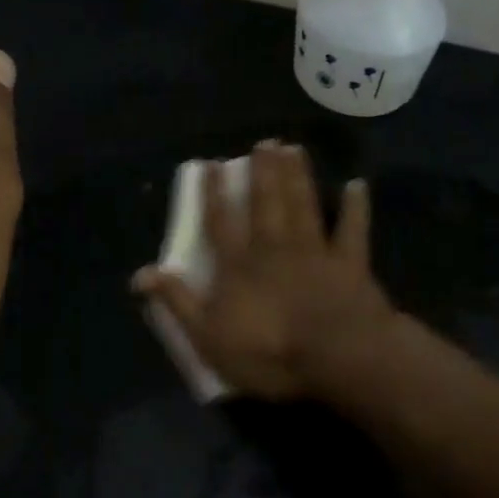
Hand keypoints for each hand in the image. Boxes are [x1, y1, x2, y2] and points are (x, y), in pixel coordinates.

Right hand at [134, 142, 397, 399]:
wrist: (335, 356)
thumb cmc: (269, 351)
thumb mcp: (208, 337)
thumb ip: (177, 302)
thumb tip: (140, 274)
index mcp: (239, 265)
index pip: (220, 221)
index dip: (213, 192)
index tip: (211, 162)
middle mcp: (274, 247)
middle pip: (266, 202)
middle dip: (262, 171)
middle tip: (264, 142)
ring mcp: (314, 250)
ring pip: (303, 204)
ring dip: (298, 176)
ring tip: (293, 149)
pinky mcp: (349, 262)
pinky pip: (352, 229)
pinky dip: (356, 207)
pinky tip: (358, 185)